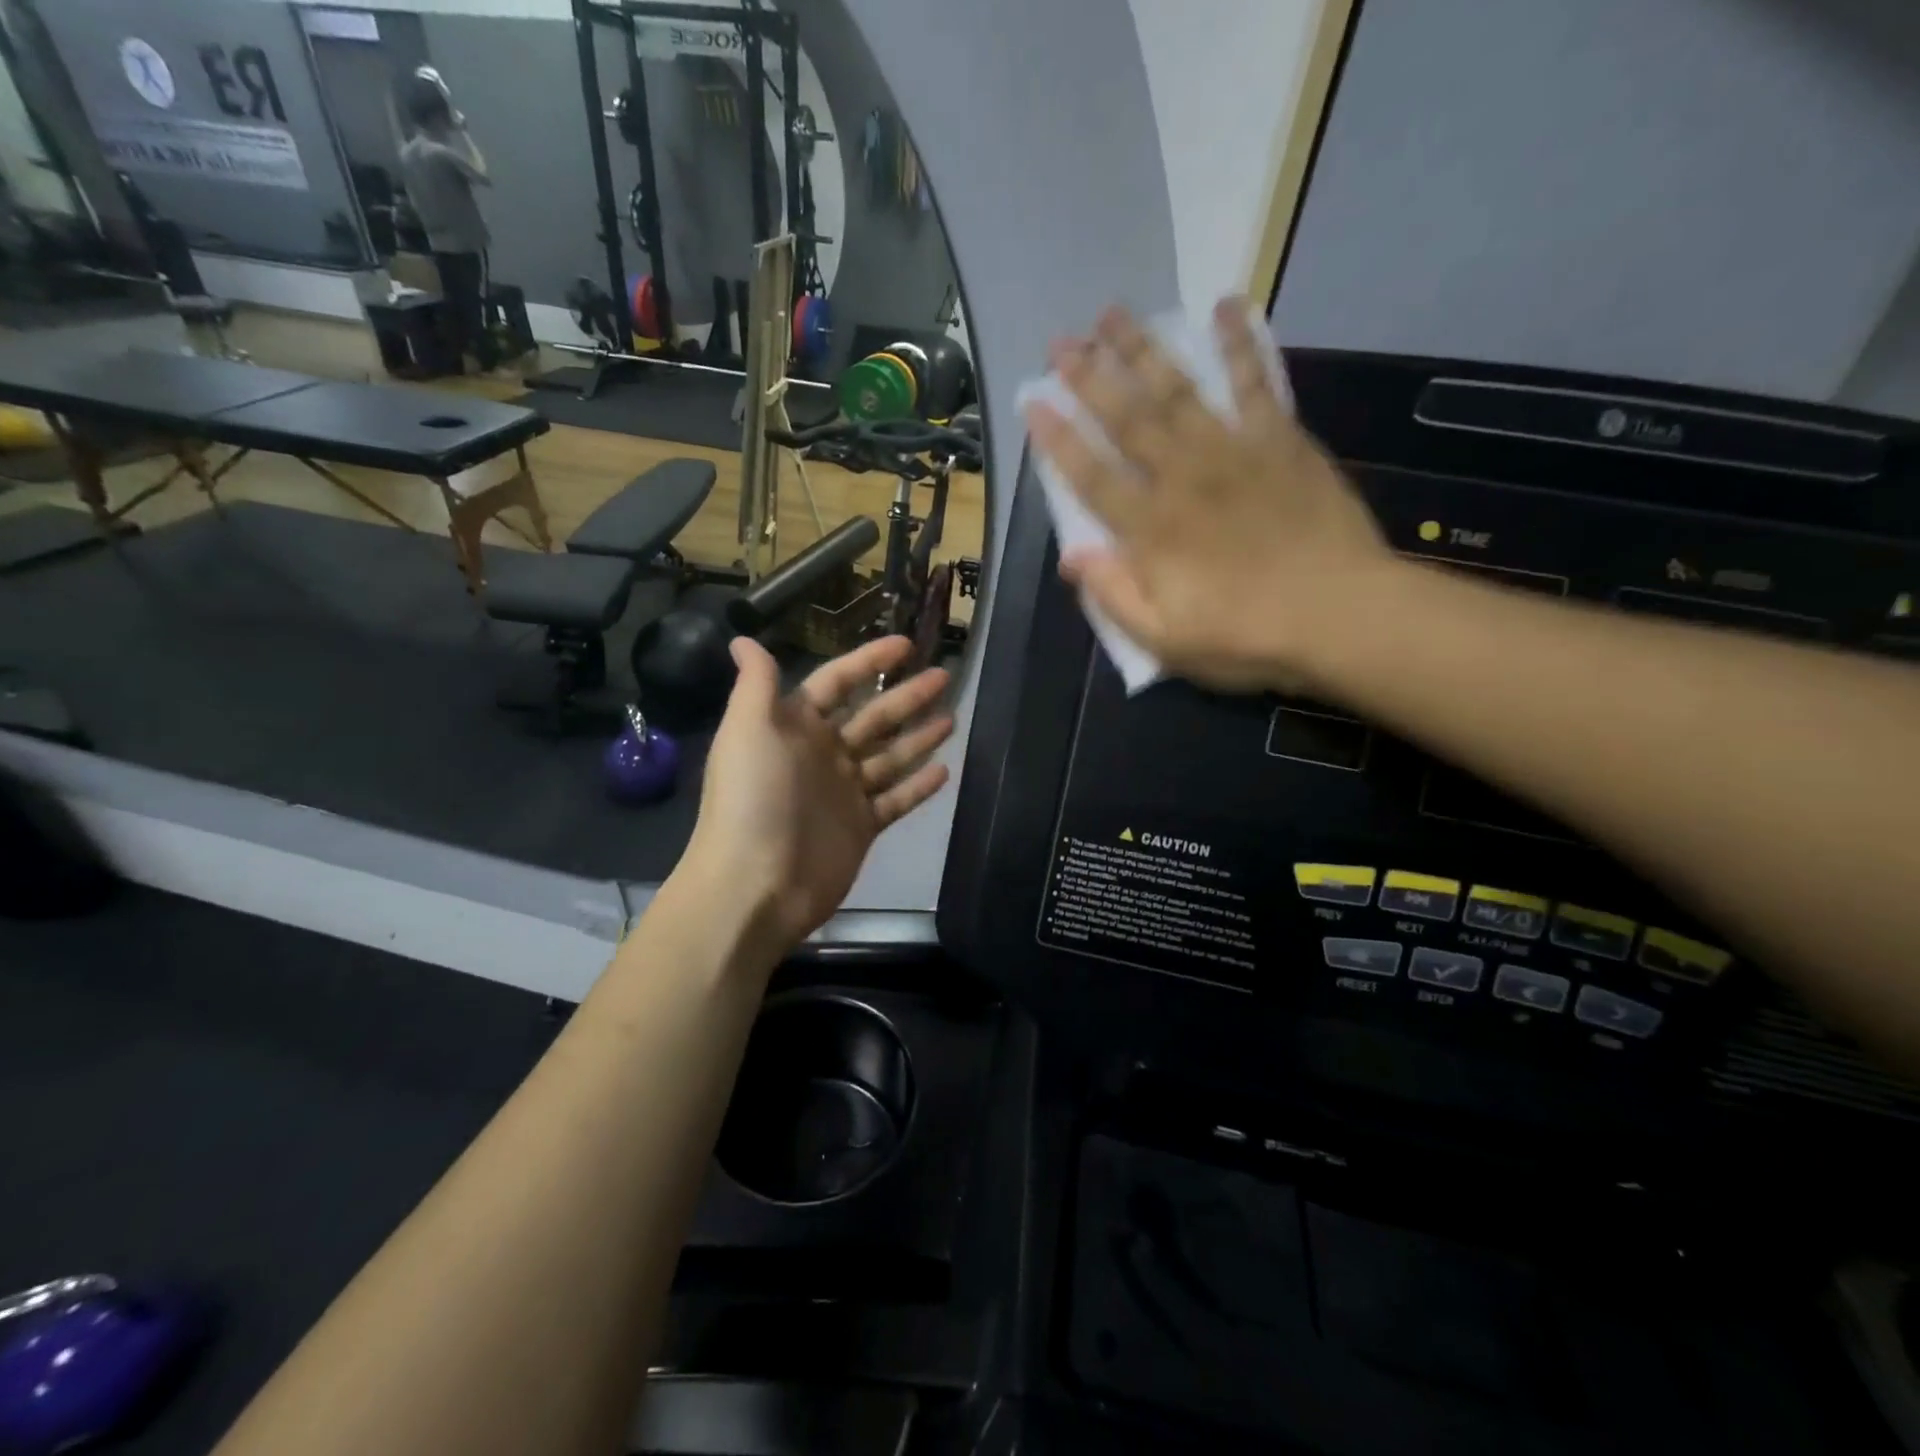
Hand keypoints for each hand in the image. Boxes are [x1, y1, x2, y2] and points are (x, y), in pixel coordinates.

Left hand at [681, 635, 952, 954]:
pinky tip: (945, 770)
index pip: (837, 682)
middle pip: (872, 716)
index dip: (869, 661)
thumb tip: (742, 639)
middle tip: (944, 677)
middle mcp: (822, 754)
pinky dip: (918, 786)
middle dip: (907, 696)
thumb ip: (756, 683)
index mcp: (794, 726)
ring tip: (952, 718)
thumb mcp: (747, 729)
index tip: (906, 645)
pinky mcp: (862, 827)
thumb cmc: (752, 798)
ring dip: (919, 737)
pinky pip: (896, 799)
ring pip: (889, 756)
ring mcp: (844, 792)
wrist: (756, 883)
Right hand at [1027, 299, 1394, 691]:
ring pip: (1179, 390)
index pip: (1091, 476)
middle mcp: (1183, 477)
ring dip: (1143, 349)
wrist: (1342, 616)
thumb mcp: (1164, 640)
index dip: (1058, 439)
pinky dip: (1240, 344)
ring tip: (1114, 313)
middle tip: (1060, 342)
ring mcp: (1233, 452)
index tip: (1033, 403)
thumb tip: (1070, 557)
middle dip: (1090, 378)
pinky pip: (1256, 383)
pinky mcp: (1280, 441)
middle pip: (1128, 419)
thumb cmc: (1246, 637)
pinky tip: (1225, 306)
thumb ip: (1114, 596)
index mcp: (1151, 529)